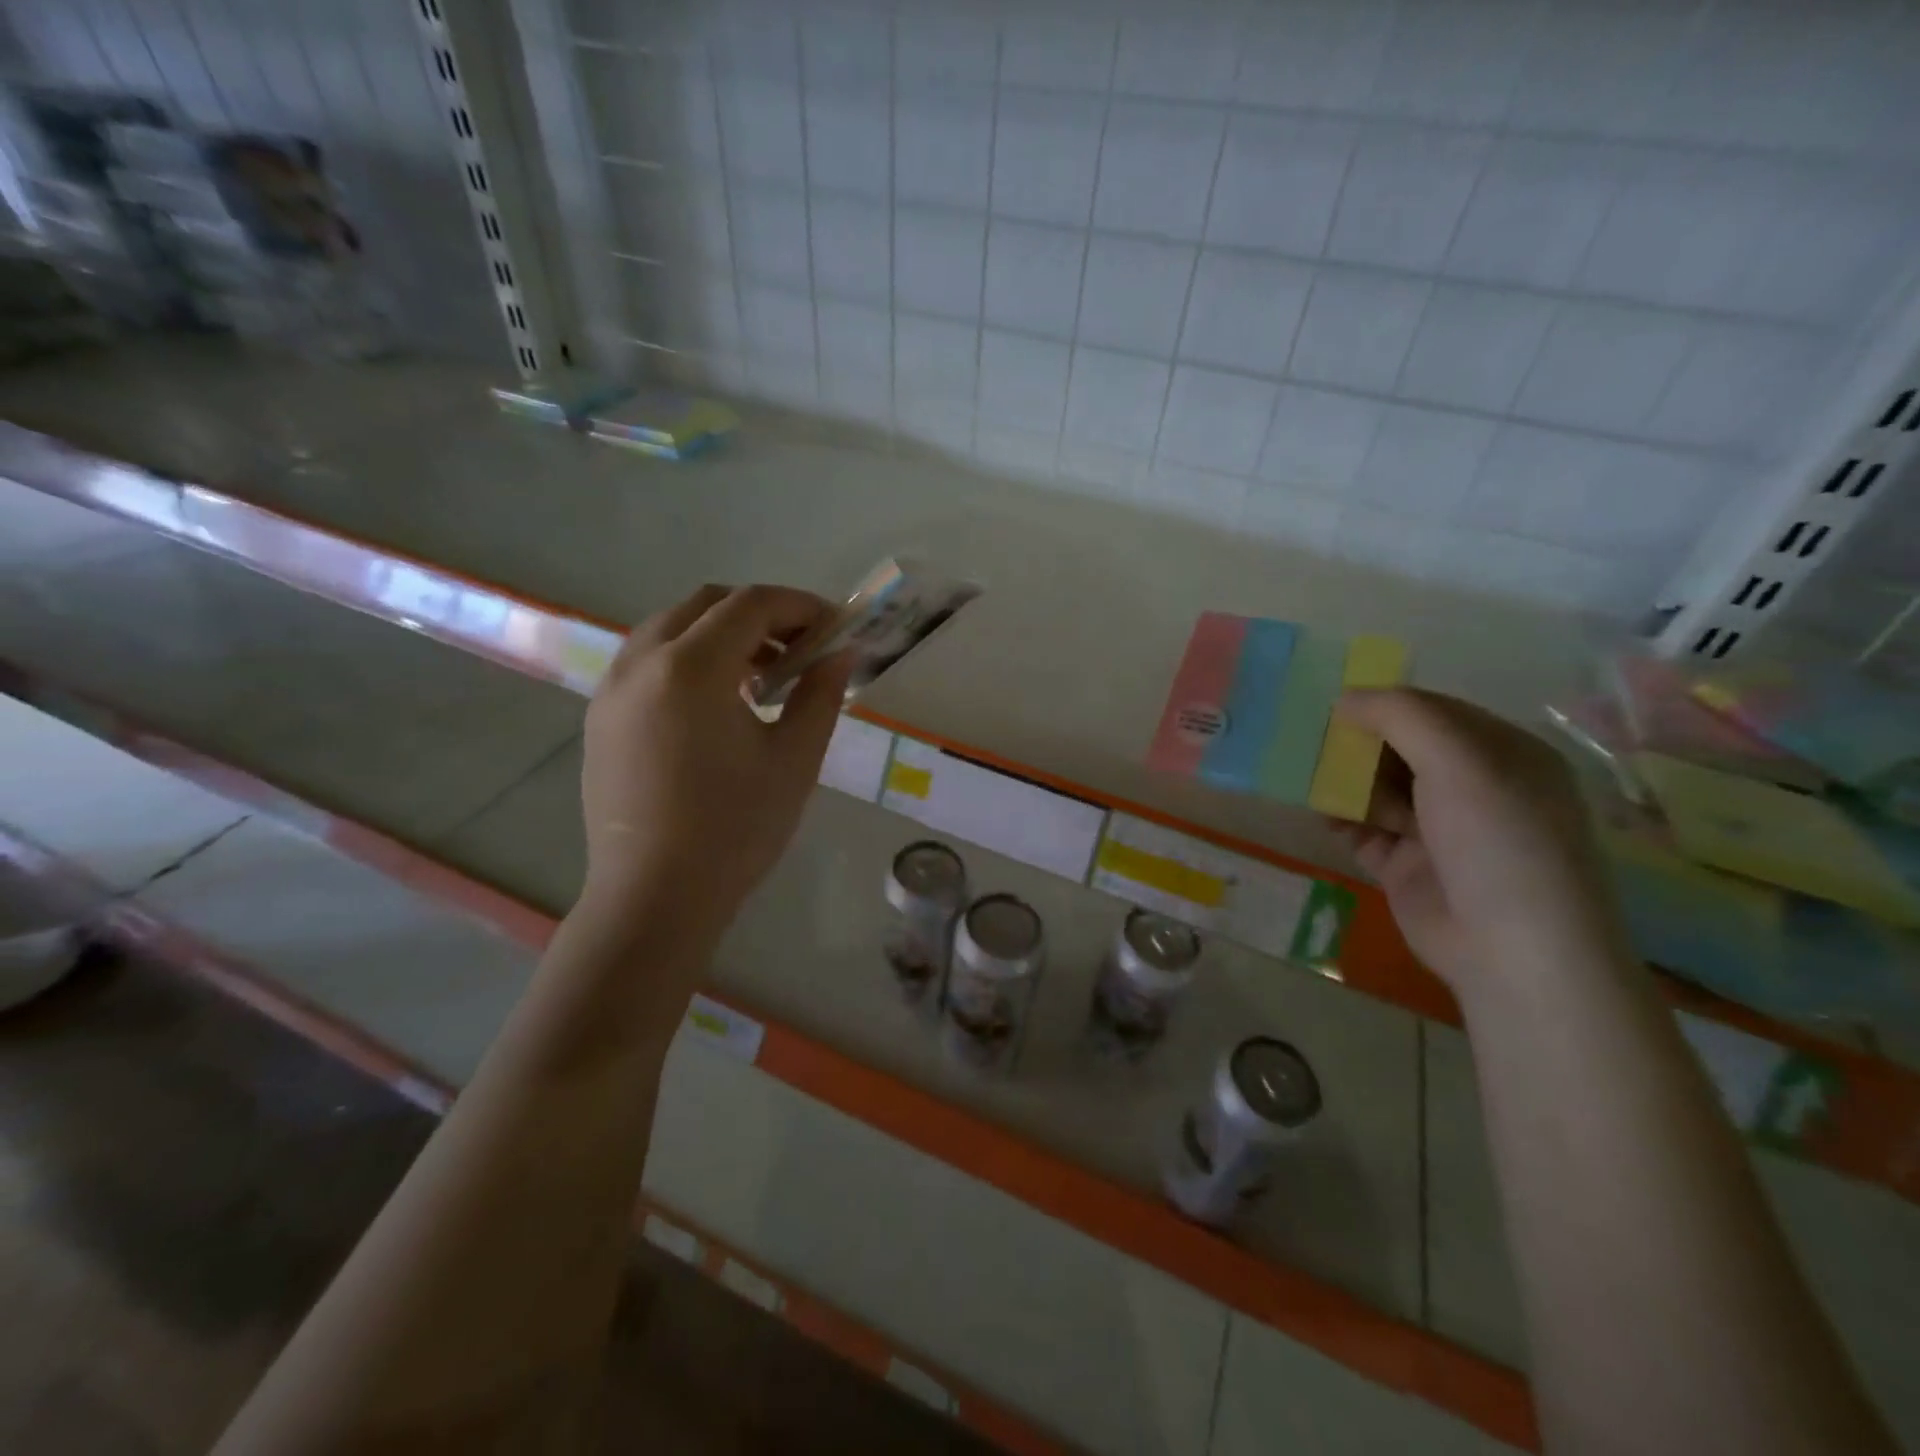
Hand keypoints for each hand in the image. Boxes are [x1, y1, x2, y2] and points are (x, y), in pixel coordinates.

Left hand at [579, 584, 854, 942]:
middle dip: (761, 613)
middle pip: (706, 603)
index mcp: (690, 668)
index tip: (835, 627)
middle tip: (801, 648)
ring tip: (762, 676)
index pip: (751, 604)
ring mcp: (612, 689)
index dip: (800, 606)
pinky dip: (689, 659)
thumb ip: (820, 694)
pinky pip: (647, 661)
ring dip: (722, 633)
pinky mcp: (601, 718)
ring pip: (670, 628)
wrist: (655, 897)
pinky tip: (717, 704)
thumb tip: (840, 653)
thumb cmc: (735, 829)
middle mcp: (641, 662)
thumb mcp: (795, 759)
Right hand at [1333, 688, 1631, 992]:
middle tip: (1314, 743)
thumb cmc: (1496, 839)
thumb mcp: (1457, 760)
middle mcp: (1473, 788)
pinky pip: (1364, 830)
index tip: (1336, 706)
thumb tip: (1345, 697)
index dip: (1385, 705)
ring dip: (1345, 783)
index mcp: (1502, 754)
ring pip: (1378, 790)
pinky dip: (1342, 820)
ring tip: (1309, 778)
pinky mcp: (1407, 867)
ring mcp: (1439, 830)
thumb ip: (1401, 716)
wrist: (1513, 950)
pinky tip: (1322, 816)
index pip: (1434, 713)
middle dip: (1358, 746)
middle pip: (1401, 751)